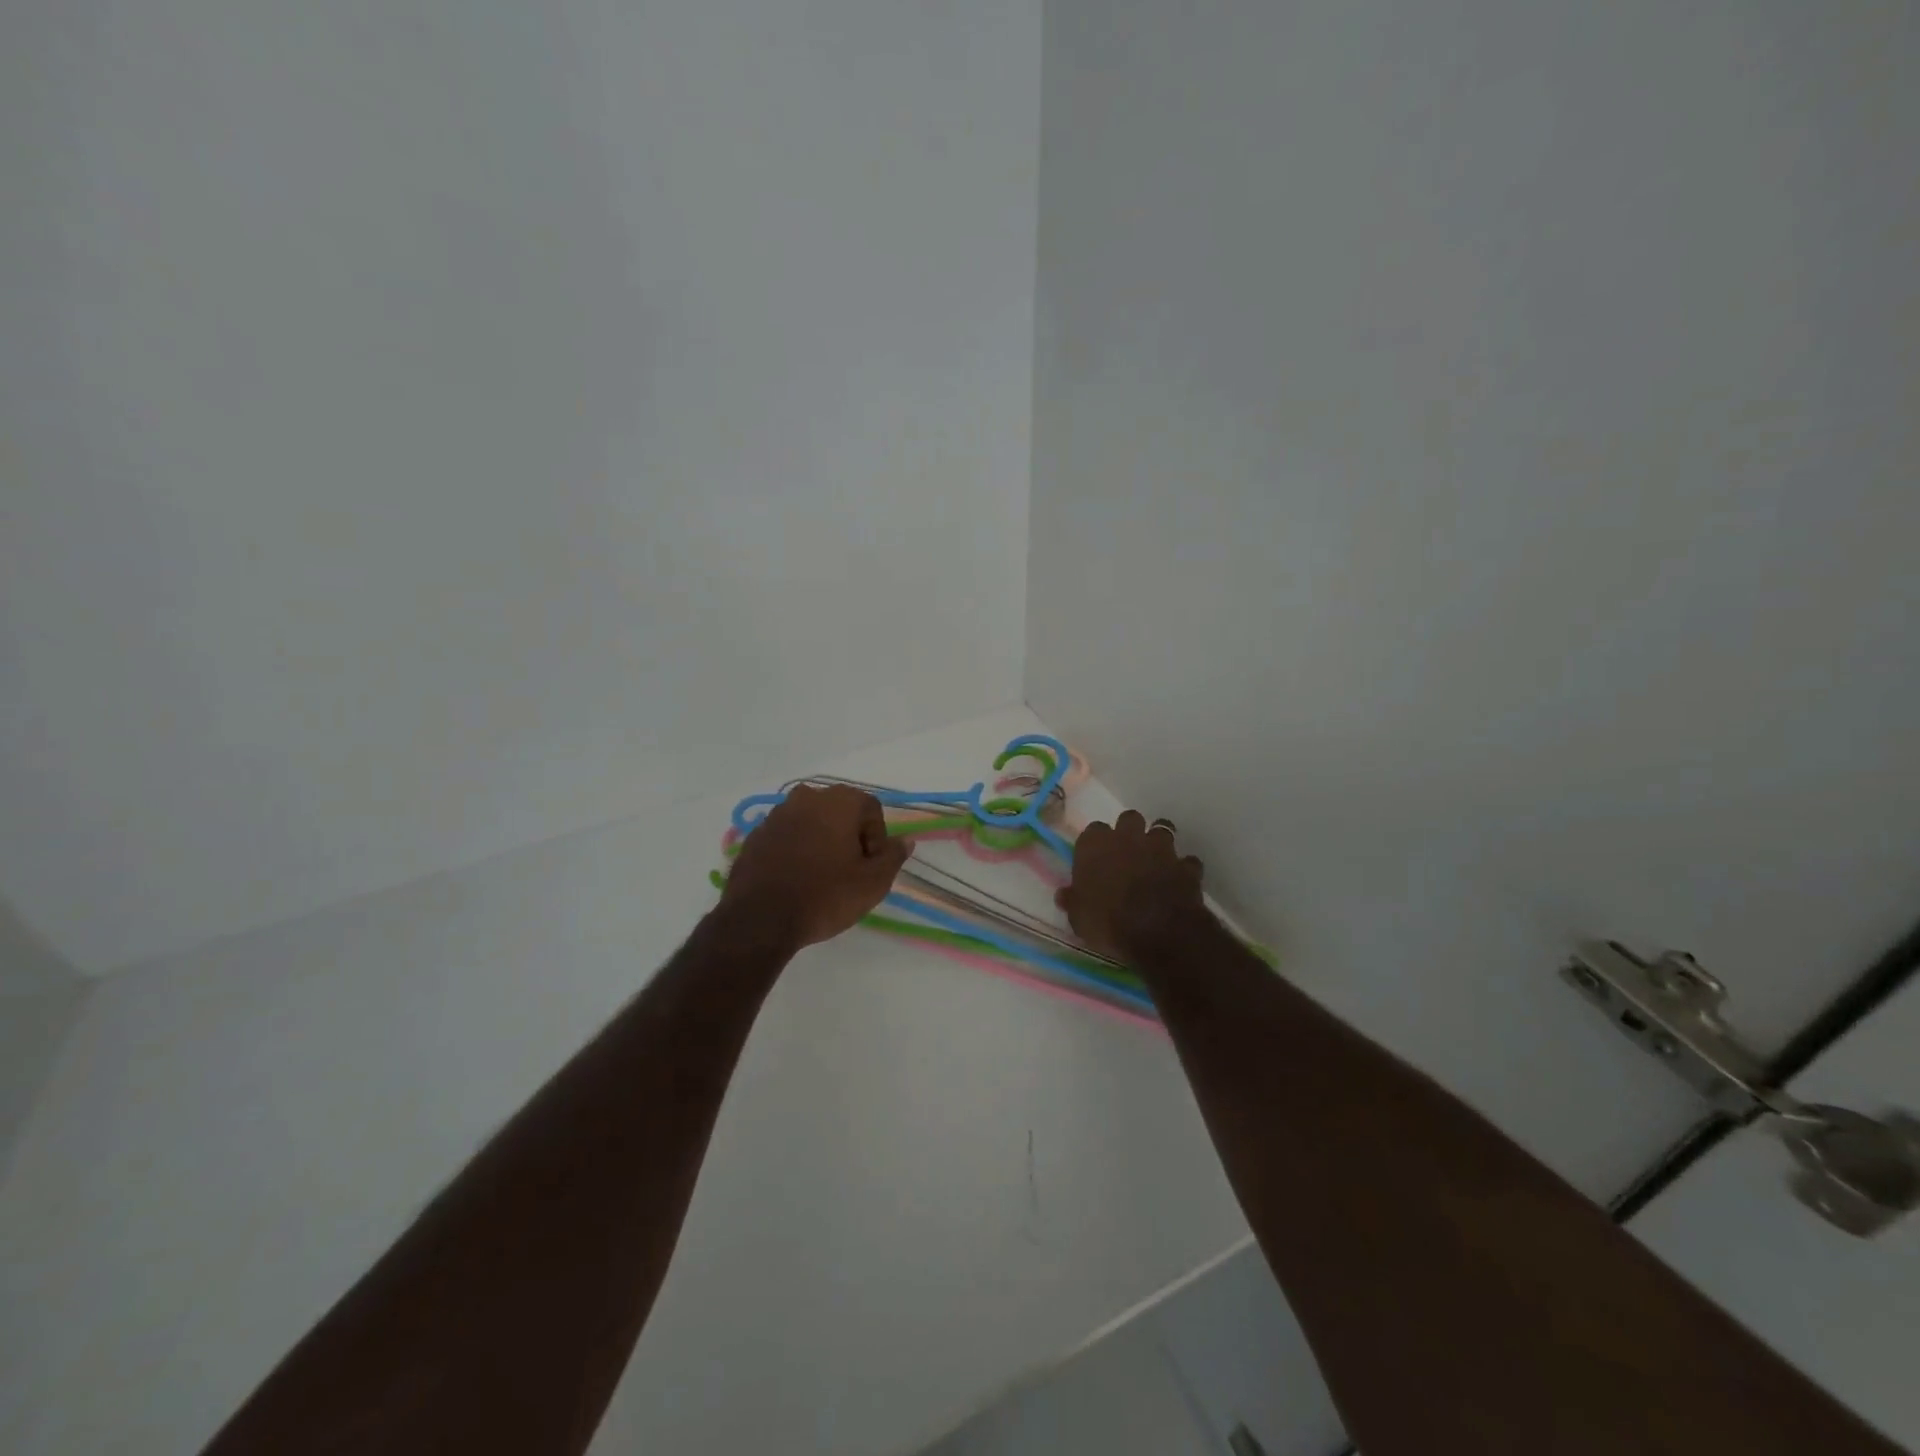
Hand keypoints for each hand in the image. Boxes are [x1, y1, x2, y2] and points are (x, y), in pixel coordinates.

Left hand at [720, 784, 911, 951]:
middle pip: (840, 812)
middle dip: (849, 837)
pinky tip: (795, 879)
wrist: (759, 919)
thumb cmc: (825, 896)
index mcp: (839, 801)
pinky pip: (787, 836)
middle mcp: (807, 797)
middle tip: (848, 872)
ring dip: (821, 842)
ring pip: (812, 822)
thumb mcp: (873, 883)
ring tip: (820, 877)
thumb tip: (905, 841)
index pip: (871, 810)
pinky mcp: (755, 834)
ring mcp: (777, 814)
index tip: (869, 868)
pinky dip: (795, 850)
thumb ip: (893, 857)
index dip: (877, 840)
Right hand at [1057, 810, 1210, 960]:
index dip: (1095, 844)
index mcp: (1096, 845)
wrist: (1159, 932)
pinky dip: (1183, 868)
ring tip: (1155, 860)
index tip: (1095, 860)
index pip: (1092, 831)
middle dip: (1129, 831)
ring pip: (1162, 829)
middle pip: (1129, 818)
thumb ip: (1073, 901)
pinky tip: (1179, 880)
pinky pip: (1186, 861)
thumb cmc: (1108, 922)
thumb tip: (1064, 895)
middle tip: (1126, 853)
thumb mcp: (1079, 918)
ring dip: (1158, 842)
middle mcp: (1129, 838)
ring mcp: (1161, 849)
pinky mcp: (1186, 866)